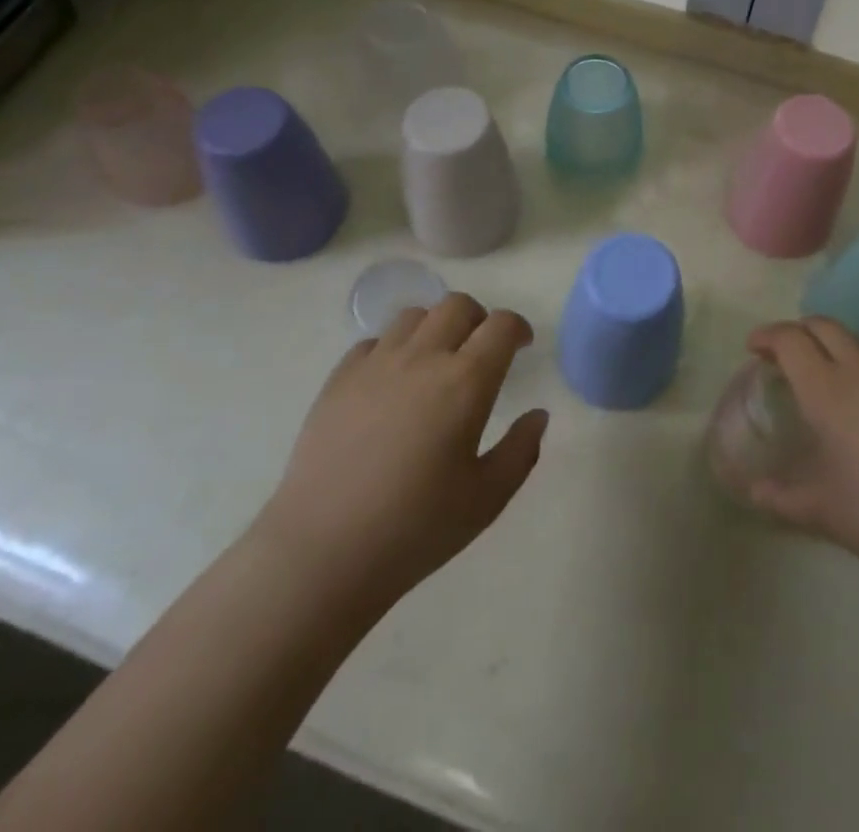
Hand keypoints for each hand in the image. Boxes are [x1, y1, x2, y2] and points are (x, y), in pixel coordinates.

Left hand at [256, 294, 547, 609]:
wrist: (321, 552)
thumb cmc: (415, 529)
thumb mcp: (486, 500)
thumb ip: (521, 451)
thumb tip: (537, 415)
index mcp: (465, 382)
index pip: (501, 326)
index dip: (517, 328)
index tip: (522, 346)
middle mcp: (422, 358)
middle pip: (457, 305)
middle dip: (479, 318)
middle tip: (482, 350)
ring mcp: (375, 364)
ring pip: (414, 316)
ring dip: (435, 327)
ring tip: (436, 361)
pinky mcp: (338, 379)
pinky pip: (373, 341)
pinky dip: (393, 348)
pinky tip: (392, 382)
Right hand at [748, 318, 858, 604]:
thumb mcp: (826, 513)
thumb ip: (783, 498)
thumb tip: (754, 493)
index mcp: (829, 389)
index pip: (791, 340)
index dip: (768, 336)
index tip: (753, 348)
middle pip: (825, 326)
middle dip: (798, 332)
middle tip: (783, 357)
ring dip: (834, 345)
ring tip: (825, 376)